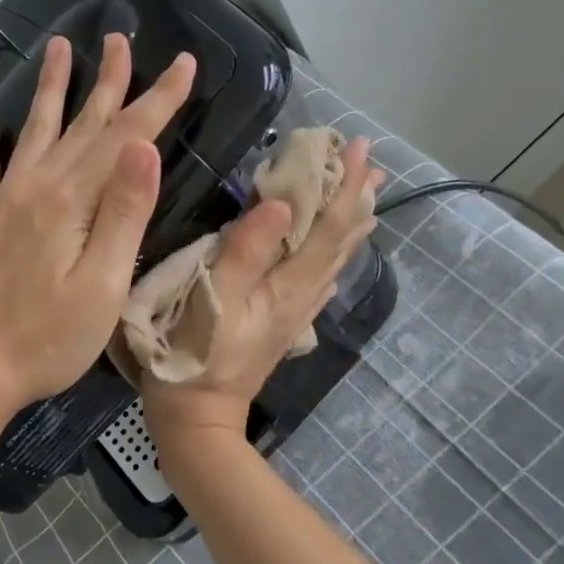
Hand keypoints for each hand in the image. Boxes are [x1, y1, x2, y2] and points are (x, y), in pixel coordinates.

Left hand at [0, 32, 195, 420]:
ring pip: (36, 131)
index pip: (125, 137)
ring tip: (59, 48)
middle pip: (82, 124)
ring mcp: (3, 202)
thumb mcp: (101, 285)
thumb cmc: (45, 340)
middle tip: (121, 38)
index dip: (157, 99)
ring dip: (52, 89)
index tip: (183, 63)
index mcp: (71, 201)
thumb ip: (123, 213)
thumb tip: (144, 146)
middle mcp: (35, 187)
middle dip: (109, 80)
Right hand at [142, 136, 382, 456]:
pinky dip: (335, 253)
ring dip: (351, 224)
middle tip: (370, 162)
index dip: (344, 186)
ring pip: (335, 260)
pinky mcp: (284, 324)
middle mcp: (302, 297)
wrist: (199, 418)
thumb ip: (244, 252)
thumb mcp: (211, 301)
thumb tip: (279, 205)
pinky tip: (334, 251)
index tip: (356, 146)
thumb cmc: (193, 355)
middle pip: (340, 242)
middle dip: (356, 199)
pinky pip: (321, 278)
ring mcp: (295, 313)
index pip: (327, 228)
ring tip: (366, 197)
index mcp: (287, 286)